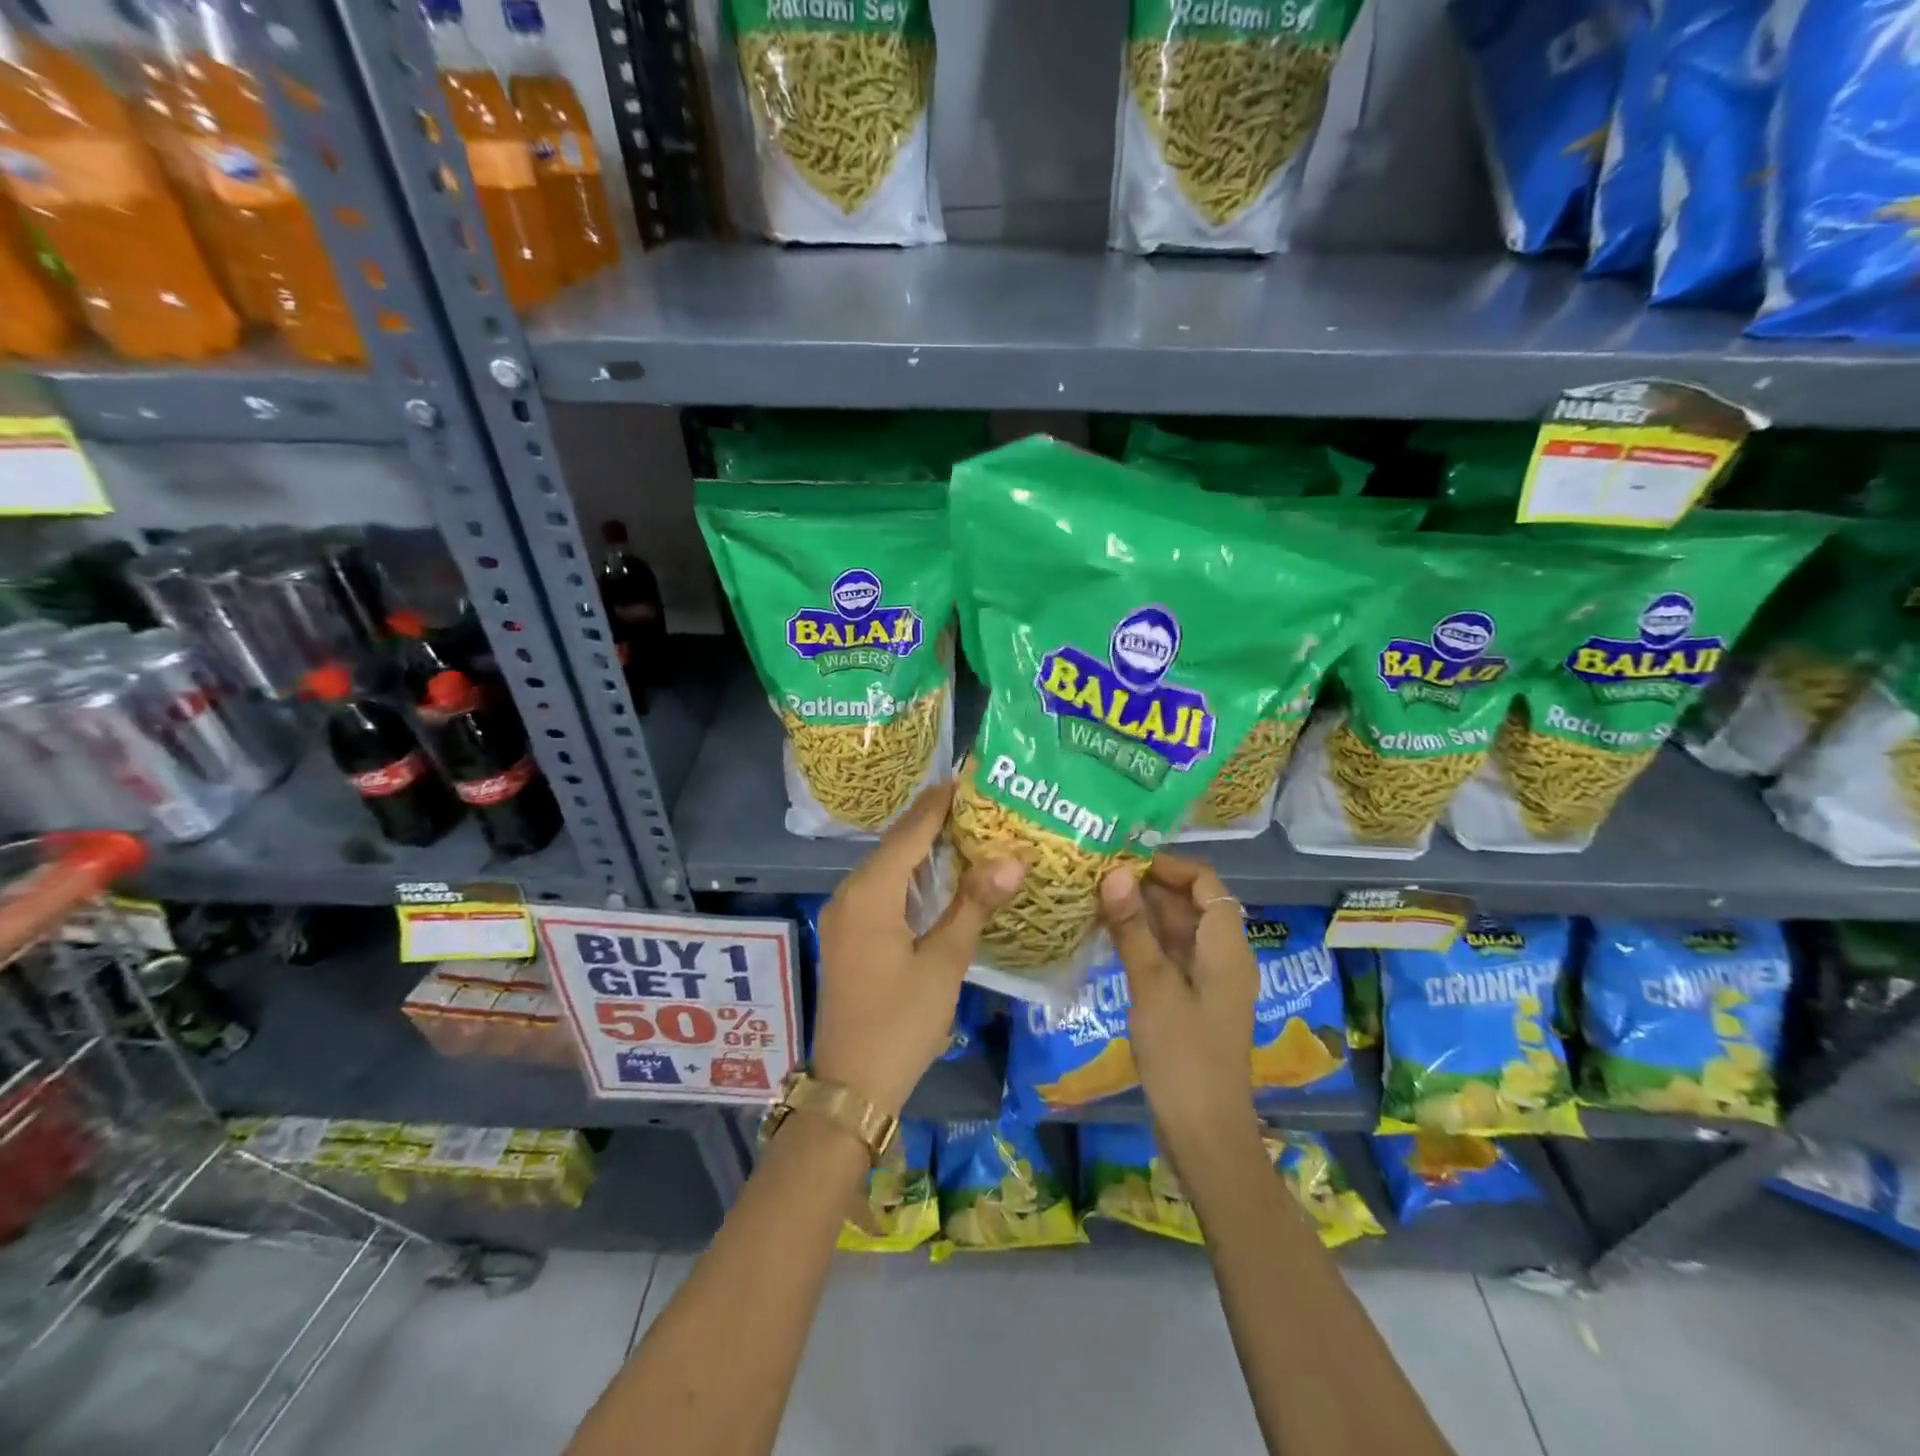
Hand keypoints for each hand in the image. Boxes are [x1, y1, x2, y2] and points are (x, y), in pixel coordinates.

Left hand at [812, 783, 1025, 1117]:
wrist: (851, 1087)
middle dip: (935, 820)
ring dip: (924, 847)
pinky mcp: (849, 933)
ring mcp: (845, 914)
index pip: (910, 831)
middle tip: (981, 800)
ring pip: (888, 866)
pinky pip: (882, 888)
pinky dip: (912, 875)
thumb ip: (973, 906)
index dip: (940, 802)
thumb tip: (1012, 860)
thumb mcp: (943, 963)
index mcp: (870, 893)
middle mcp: (850, 893)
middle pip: (896, 843)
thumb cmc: (900, 1024)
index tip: (971, 775)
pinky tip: (941, 874)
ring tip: (969, 828)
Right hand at [1100, 854, 1258, 1155]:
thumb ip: (1133, 929)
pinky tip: (1110, 936)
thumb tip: (1114, 874)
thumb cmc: (1184, 1056)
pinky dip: (1145, 941)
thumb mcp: (1153, 987)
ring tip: (1097, 897)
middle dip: (1149, 886)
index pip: (1205, 883)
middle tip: (1099, 875)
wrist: (1205, 1134)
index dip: (1169, 865)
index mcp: (1226, 947)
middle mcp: (1223, 956)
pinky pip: (1171, 956)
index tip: (1124, 858)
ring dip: (1144, 913)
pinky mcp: (1193, 1002)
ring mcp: (1209, 981)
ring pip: (1178, 930)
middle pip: (1191, 904)